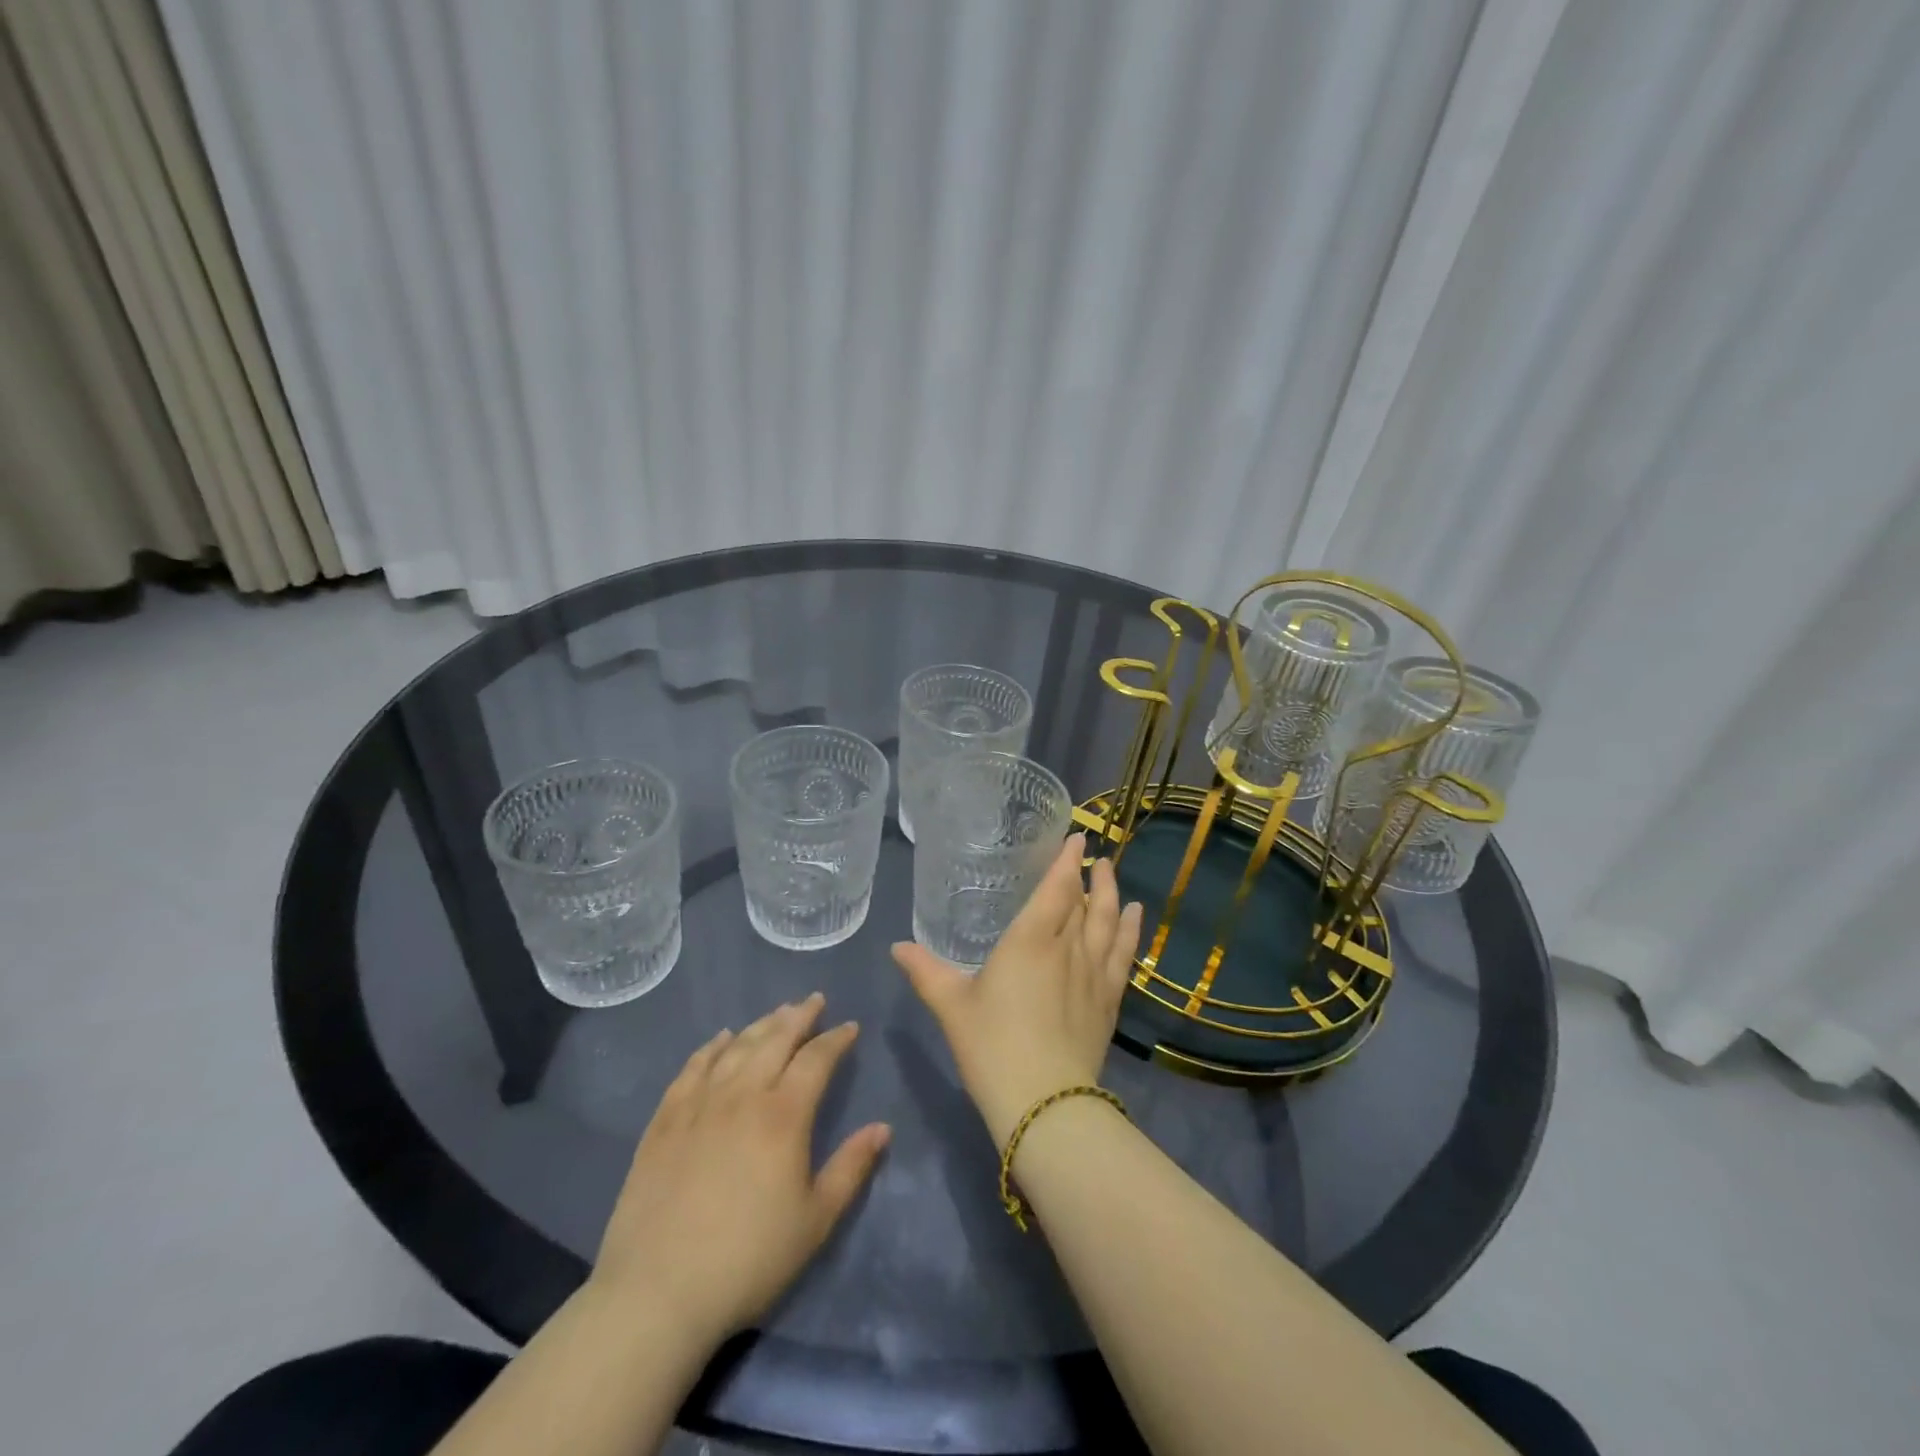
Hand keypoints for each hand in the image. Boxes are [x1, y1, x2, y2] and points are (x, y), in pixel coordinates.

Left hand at [592, 993, 889, 1345]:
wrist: (657, 1293)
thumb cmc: (748, 1260)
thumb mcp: (815, 1221)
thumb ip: (851, 1168)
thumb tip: (883, 1127)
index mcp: (784, 1115)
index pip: (816, 1059)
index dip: (836, 1039)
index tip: (849, 1027)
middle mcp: (743, 1095)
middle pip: (775, 1039)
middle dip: (799, 1016)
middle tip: (814, 1000)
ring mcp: (699, 1104)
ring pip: (736, 1047)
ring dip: (761, 1024)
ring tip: (777, 1012)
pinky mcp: (664, 1121)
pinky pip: (692, 1068)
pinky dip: (711, 1047)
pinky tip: (720, 1039)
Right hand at [892, 834, 1142, 1150]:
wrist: (1044, 1102)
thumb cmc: (992, 1046)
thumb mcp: (951, 1007)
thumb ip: (926, 972)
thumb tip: (897, 947)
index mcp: (1030, 940)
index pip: (1056, 889)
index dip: (1067, 862)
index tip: (1078, 839)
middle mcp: (1068, 947)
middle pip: (1086, 902)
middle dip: (1091, 876)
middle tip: (1095, 857)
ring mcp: (1093, 974)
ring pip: (1109, 923)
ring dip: (1113, 895)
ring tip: (1114, 875)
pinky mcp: (1108, 1001)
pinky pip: (1124, 955)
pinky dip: (1131, 931)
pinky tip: (1136, 918)